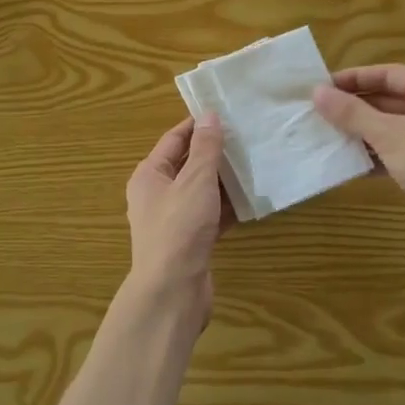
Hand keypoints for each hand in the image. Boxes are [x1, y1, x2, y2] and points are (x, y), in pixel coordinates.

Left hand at [125, 115, 232, 319]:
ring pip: (202, 191)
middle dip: (216, 153)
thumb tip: (209, 115)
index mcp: (150, 175)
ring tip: (255, 163)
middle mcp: (157, 194)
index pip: (174, 139)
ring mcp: (174, 220)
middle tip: (247, 137)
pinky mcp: (190, 241)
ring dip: (225, 181)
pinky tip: (252, 199)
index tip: (226, 112)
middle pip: (189, 164)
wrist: (172, 292)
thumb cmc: (180, 228)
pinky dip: (228, 207)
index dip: (198, 125)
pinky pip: (211, 215)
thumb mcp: (195, 181)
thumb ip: (205, 148)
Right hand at [313, 64, 404, 250]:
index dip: (353, 79)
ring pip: (393, 126)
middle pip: (390, 99)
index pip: (387, 73)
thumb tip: (317, 92)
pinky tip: (351, 164)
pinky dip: (378, 154)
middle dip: (356, 108)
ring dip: (363, 132)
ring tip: (328, 136)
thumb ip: (351, 113)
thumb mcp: (387, 134)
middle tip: (320, 112)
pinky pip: (400, 150)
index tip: (322, 86)